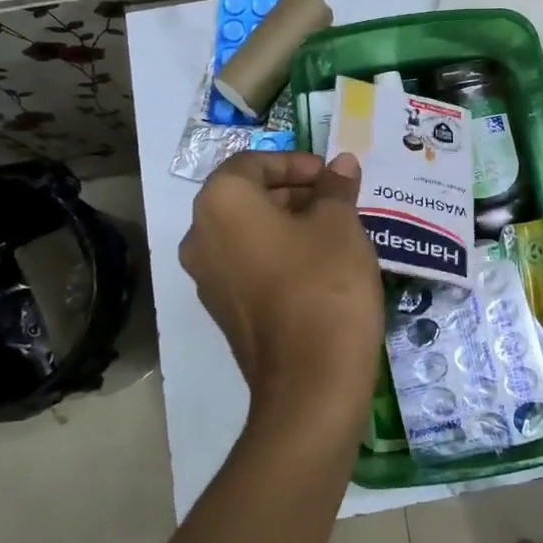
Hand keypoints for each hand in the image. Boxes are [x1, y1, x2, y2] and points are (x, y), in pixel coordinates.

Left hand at [179, 151, 382, 438]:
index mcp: (221, 204)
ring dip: (287, 222)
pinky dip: (277, 252)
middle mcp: (200, 236)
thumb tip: (341, 164)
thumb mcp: (340, 224)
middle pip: (246, 196)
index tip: (329, 174)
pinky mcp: (223, 310)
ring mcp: (207, 278)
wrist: (310, 380)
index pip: (252, 163)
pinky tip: (319, 264)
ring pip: (247, 232)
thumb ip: (336, 187)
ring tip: (334, 228)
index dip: (294, 162)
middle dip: (293, 191)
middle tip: (337, 198)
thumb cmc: (324, 283)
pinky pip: (247, 264)